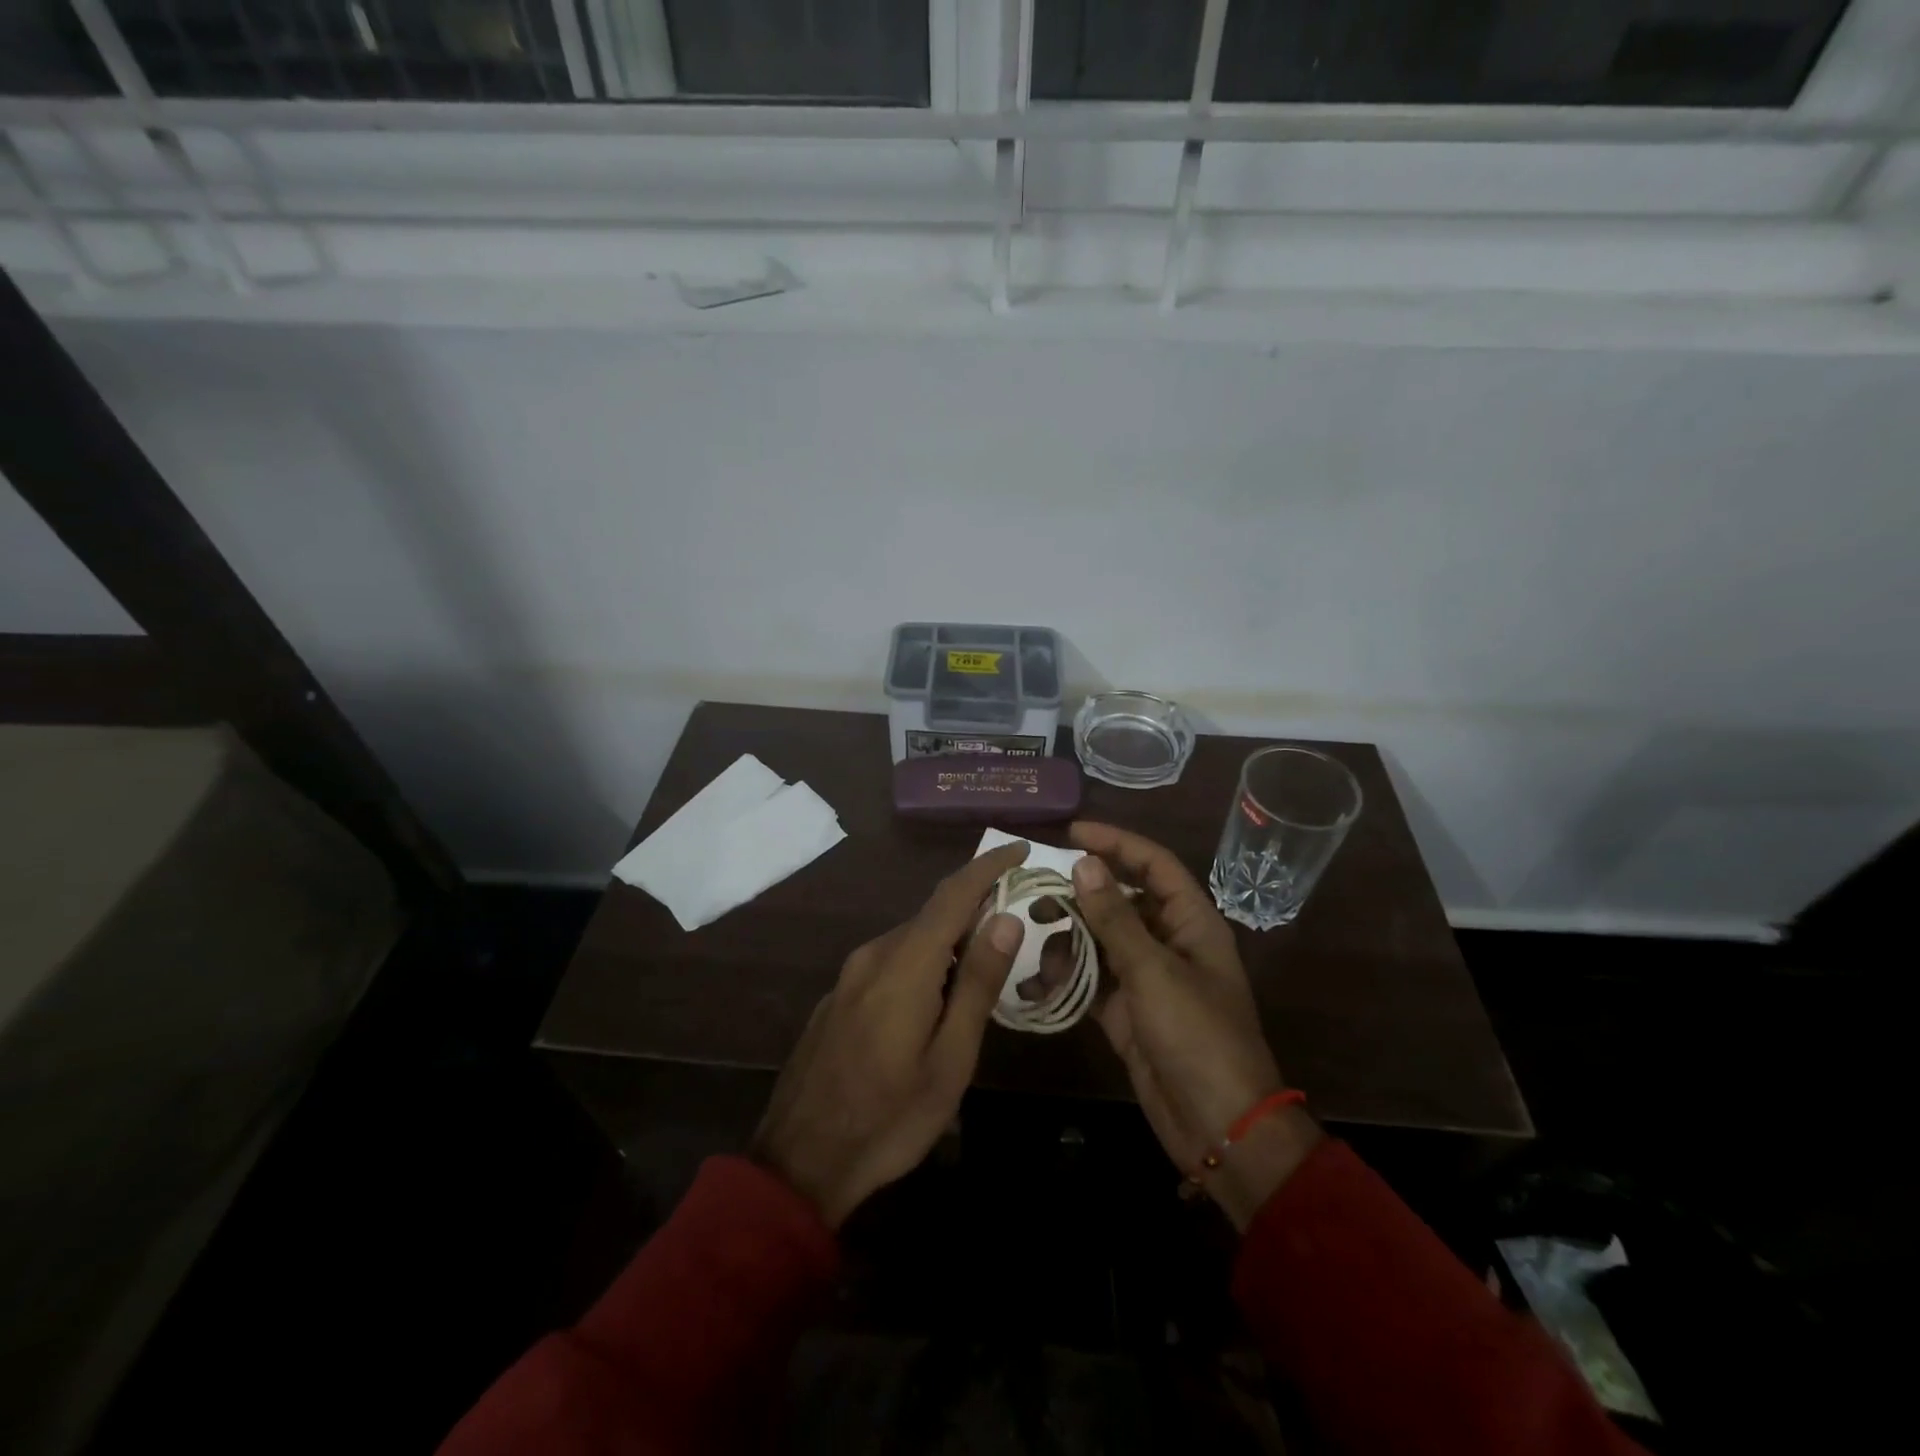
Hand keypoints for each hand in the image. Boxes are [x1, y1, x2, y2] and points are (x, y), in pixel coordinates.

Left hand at [749, 840, 1029, 1227]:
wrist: (799, 1162)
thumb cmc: (889, 1118)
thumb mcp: (950, 1060)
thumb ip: (978, 984)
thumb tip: (1005, 918)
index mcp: (905, 964)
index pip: (953, 894)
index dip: (988, 866)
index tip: (1020, 848)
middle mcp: (873, 954)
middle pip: (933, 915)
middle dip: (975, 908)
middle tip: (1018, 922)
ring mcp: (850, 975)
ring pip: (911, 940)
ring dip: (950, 941)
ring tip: (985, 966)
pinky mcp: (838, 996)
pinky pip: (890, 962)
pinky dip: (924, 963)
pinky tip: (937, 999)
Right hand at [1069, 822, 1321, 1228]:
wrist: (1218, 1127)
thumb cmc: (1196, 1037)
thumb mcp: (1153, 972)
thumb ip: (1115, 919)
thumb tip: (1085, 863)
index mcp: (1191, 923)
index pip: (1154, 865)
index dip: (1117, 842)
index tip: (1071, 833)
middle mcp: (1169, 942)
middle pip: (1122, 899)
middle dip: (1082, 891)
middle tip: (1037, 887)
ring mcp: (1147, 978)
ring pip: (1102, 938)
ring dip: (1069, 933)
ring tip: (1032, 931)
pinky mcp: (1127, 1011)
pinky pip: (1092, 979)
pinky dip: (1067, 974)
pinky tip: (1038, 976)